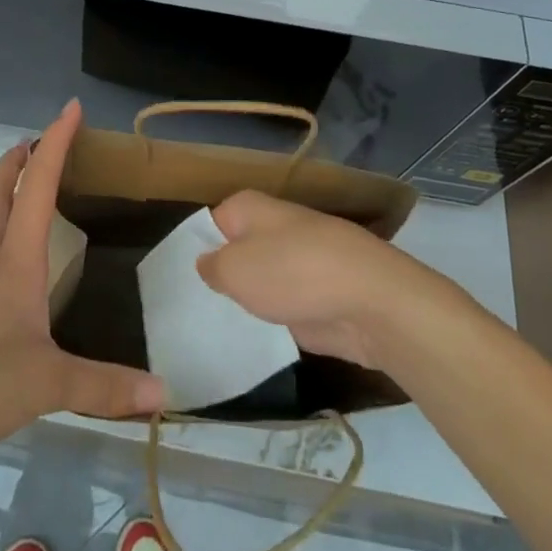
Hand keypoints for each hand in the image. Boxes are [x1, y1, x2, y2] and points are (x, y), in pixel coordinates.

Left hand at [0, 100, 164, 469]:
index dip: (55, 143)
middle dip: (14, 161)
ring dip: (2, 194)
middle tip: (34, 142)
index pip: (36, 186)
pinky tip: (14, 267)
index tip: (71, 108)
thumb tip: (163, 391)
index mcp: (13, 261)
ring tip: (25, 190)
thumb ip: (106, 387)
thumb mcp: (48, 384)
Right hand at [196, 190, 442, 368]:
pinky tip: (253, 342)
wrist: (372, 302)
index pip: (210, 223)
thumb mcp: (235, 269)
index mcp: (250, 208)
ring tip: (216, 328)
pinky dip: (274, 320)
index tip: (179, 283)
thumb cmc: (294, 272)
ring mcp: (299, 262)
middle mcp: (274, 227)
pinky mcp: (317, 296)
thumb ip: (212, 267)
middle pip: (237, 252)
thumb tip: (208, 264)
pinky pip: (284, 305)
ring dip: (248, 301)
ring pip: (261, 280)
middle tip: (192, 310)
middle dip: (222, 277)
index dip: (195, 251)